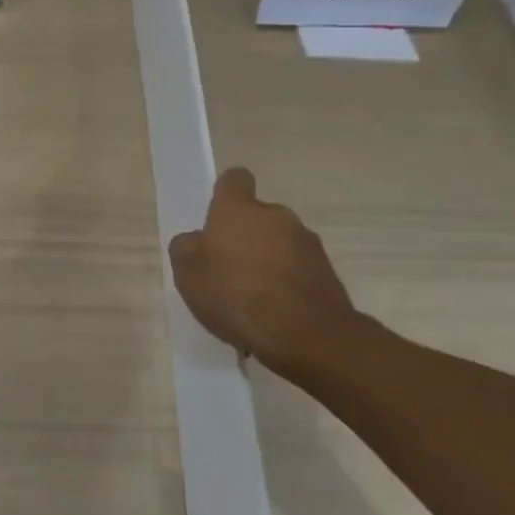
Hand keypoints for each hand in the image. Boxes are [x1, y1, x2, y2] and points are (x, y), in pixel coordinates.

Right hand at [168, 167, 361, 376]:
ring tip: (250, 297)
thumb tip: (196, 240)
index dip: (225, 194)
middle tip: (227, 268)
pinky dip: (285, 283)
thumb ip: (186, 248)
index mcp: (238, 210)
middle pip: (257, 216)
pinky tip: (273, 312)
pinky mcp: (328, 271)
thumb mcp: (187, 273)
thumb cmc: (235, 295)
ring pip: (279, 243)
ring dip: (266, 260)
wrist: (305, 334)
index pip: (234, 180)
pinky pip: (297, 269)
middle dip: (244, 235)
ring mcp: (307, 243)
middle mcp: (277, 216)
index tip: (217, 217)